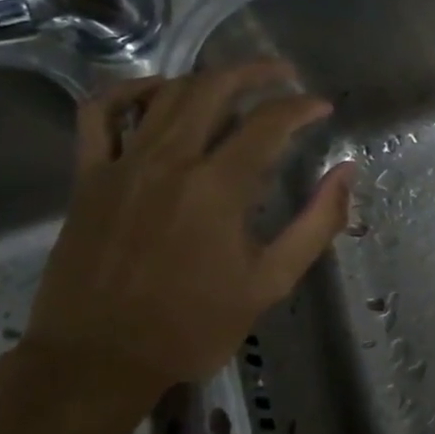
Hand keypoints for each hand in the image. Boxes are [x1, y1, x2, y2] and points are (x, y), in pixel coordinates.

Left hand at [22, 60, 352, 417]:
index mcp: (218, 188)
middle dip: (257, 73)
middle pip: (214, 89)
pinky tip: (155, 92)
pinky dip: (128, 91)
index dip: (301, 108)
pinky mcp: (87, 177)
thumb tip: (346, 173)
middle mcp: (169, 162)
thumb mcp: (270, 282)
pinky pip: (99, 114)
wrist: (98, 360)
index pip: (269, 124)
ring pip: (165, 94)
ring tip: (236, 83)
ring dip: (206, 78)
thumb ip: (316, 223)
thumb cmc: (193, 326)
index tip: (323, 108)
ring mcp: (121, 165)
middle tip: (285, 76)